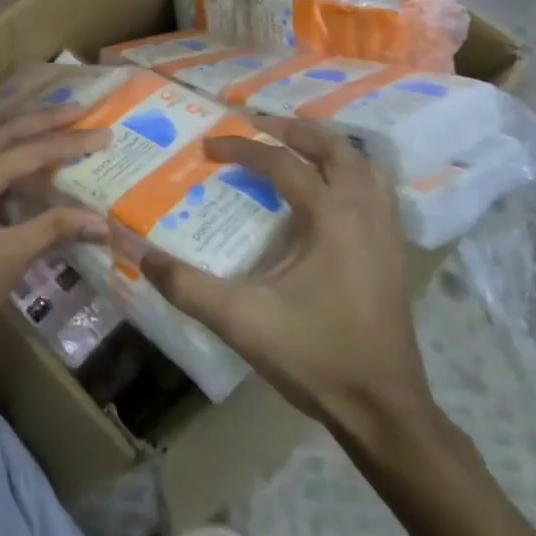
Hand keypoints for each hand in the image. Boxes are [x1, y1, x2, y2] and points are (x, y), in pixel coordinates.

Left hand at [0, 105, 110, 367]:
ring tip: (57, 127)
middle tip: (82, 111)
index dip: (71, 142)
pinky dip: (5, 156)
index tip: (105, 133)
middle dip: (45, 120)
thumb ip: (53, 229)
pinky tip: (22, 166)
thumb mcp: (8, 259)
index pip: (31, 149)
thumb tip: (101, 220)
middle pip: (6, 131)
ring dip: (23, 133)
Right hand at [140, 116, 435, 447]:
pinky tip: (330, 191)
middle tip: (254, 125)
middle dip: (291, 130)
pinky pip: (377, 191)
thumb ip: (186, 287)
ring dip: (327, 147)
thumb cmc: (315, 357)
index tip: (207, 148)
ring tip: (293, 147)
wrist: (384, 410)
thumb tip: (141, 255)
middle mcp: (364, 214)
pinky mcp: (395, 253)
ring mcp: (387, 233)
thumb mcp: (241, 321)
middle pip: (333, 149)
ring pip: (363, 166)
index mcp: (331, 219)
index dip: (241, 149)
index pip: (282, 163)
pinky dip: (350, 173)